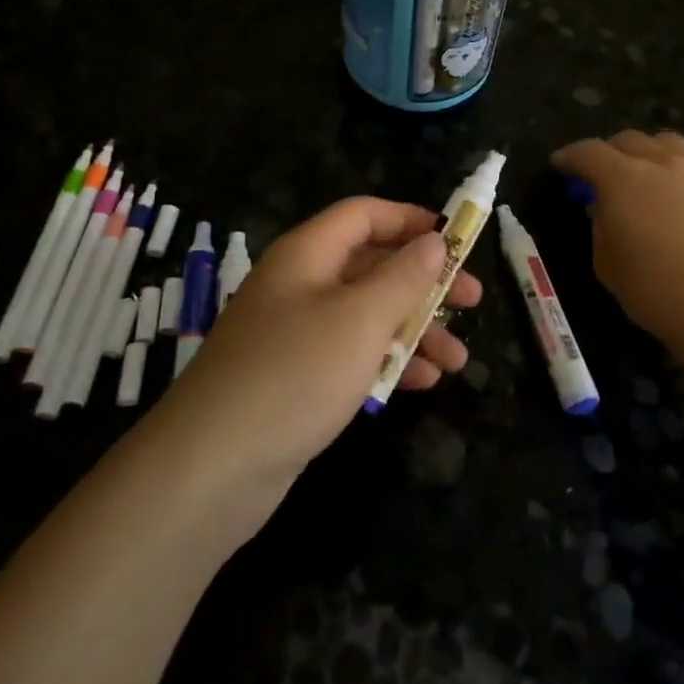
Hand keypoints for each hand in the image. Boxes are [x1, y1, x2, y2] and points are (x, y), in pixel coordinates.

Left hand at [153, 197, 482, 503]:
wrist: (212, 469)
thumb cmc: (295, 374)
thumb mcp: (361, 318)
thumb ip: (404, 276)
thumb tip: (434, 241)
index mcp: (308, 254)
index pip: (365, 215)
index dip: (412, 220)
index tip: (457, 242)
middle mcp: (301, 284)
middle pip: (371, 265)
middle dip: (425, 282)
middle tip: (472, 302)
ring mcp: (296, 333)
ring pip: (367, 314)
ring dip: (415, 330)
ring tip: (457, 362)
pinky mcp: (297, 377)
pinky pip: (351, 354)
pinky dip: (387, 361)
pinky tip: (422, 384)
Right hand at [554, 130, 683, 348]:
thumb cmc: (652, 289)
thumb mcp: (606, 264)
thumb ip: (601, 229)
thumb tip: (603, 209)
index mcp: (621, 179)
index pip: (588, 152)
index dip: (570, 155)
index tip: (561, 164)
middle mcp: (661, 164)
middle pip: (630, 140)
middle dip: (610, 151)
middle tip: (603, 173)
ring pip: (673, 142)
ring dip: (655, 150)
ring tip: (650, 169)